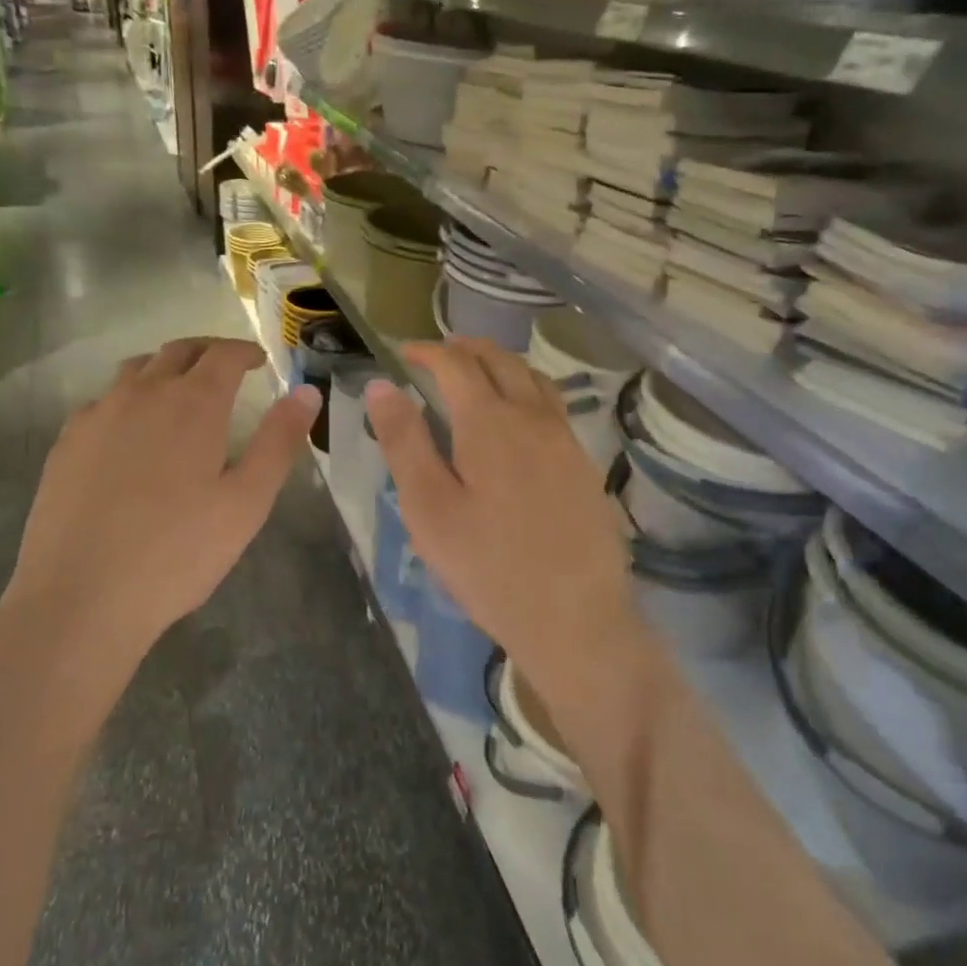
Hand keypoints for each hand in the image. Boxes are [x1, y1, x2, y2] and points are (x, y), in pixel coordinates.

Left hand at [0, 337, 318, 733]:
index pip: (222, 355)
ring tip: (179, 391)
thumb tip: (306, 391)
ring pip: (135, 371)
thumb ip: (278, 442)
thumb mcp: (247, 502)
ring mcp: (97, 416)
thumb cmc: (178, 552)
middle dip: (206, 352)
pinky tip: (131, 433)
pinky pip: (103, 402)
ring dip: (164, 369)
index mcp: (192, 404)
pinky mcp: (67, 443)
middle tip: (225, 367)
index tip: (258, 360)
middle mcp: (142, 395)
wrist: (81, 596)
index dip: (244, 351)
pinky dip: (128, 399)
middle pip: (176, 352)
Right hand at [367, 338, 653, 750]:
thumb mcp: (428, 507)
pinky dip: (527, 389)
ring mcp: (566, 440)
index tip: (403, 353)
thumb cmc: (487, 566)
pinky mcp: (584, 465)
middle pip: (501, 361)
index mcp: (490, 423)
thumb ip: (405, 442)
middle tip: (438, 353)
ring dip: (501, 363)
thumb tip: (382, 386)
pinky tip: (518, 416)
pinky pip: (554, 406)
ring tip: (478, 372)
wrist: (574, 617)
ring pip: (534, 378)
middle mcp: (533, 418)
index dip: (427, 351)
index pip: (456, 365)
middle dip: (466, 348)